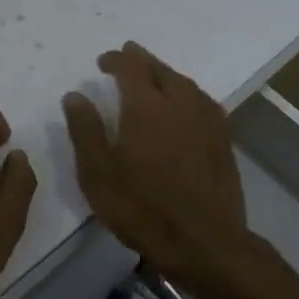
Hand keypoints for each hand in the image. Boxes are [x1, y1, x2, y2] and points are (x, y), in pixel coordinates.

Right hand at [63, 42, 249, 282]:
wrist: (205, 242)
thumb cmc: (143, 208)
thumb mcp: (98, 174)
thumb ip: (85, 130)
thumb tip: (75, 95)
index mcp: (146, 106)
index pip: (131, 68)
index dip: (116, 59)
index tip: (103, 61)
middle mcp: (180, 103)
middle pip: (161, 69)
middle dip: (142, 60)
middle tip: (128, 56)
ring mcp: (206, 120)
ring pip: (185, 83)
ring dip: (166, 74)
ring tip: (154, 75)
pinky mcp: (224, 140)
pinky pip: (203, 101)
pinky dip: (188, 92)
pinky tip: (186, 103)